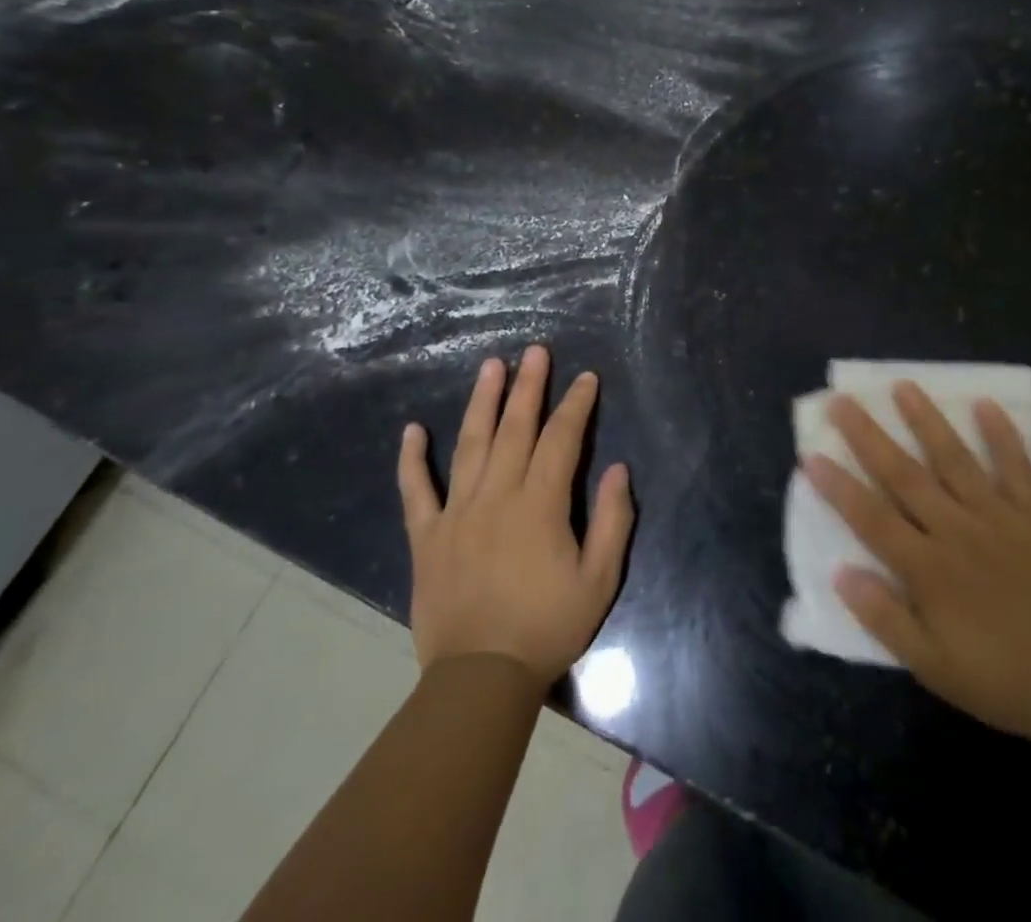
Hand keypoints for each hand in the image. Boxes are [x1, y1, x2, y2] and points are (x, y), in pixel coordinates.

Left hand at [399, 345, 634, 685]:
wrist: (480, 678)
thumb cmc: (547, 627)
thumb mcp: (600, 580)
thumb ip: (614, 520)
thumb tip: (618, 468)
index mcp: (540, 504)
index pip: (562, 439)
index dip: (575, 405)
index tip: (585, 378)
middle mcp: (497, 495)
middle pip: (515, 428)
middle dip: (529, 386)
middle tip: (535, 351)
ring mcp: (457, 513)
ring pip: (470, 444)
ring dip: (482, 402)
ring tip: (491, 367)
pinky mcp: (427, 536)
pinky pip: (416, 490)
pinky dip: (412, 460)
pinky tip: (412, 430)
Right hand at [805, 383, 1030, 746]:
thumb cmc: (1001, 680)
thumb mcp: (934, 668)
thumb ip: (886, 619)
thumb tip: (841, 573)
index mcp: (929, 569)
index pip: (872, 518)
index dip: (839, 487)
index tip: (811, 455)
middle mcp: (958, 531)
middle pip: (905, 475)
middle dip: (868, 437)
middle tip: (842, 401)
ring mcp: (999, 517)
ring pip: (955, 459)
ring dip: (927, 421)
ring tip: (903, 386)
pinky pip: (1018, 468)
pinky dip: (1003, 436)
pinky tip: (987, 405)